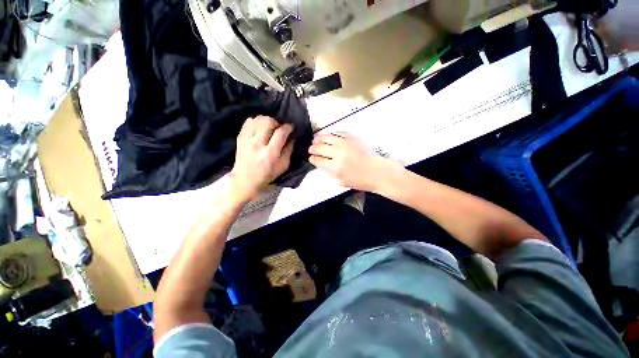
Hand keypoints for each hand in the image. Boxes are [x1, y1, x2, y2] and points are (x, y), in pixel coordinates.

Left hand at [230, 116, 293, 201]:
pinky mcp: (240, 138)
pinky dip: (256, 122)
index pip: (280, 133)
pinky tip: (260, 128)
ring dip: (267, 121)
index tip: (291, 127)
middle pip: (268, 122)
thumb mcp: (283, 166)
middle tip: (279, 128)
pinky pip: (248, 122)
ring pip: (258, 119)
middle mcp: (257, 144)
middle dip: (277, 122)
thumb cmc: (267, 174)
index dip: (288, 127)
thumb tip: (291, 138)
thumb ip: (288, 151)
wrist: (245, 179)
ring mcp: (247, 140)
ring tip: (270, 127)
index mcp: (270, 153)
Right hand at [309, 133, 397, 191]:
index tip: (311, 158)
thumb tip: (321, 164)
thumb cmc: (360, 180)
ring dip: (318, 138)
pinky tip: (328, 135)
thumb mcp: (341, 182)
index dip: (312, 159)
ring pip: (326, 137)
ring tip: (316, 139)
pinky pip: (337, 132)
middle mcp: (338, 153)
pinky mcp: (352, 138)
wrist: (376, 171)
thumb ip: (329, 173)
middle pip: (319, 147)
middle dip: (312, 148)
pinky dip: (331, 133)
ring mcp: (345, 144)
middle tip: (311, 149)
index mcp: (334, 167)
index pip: (318, 160)